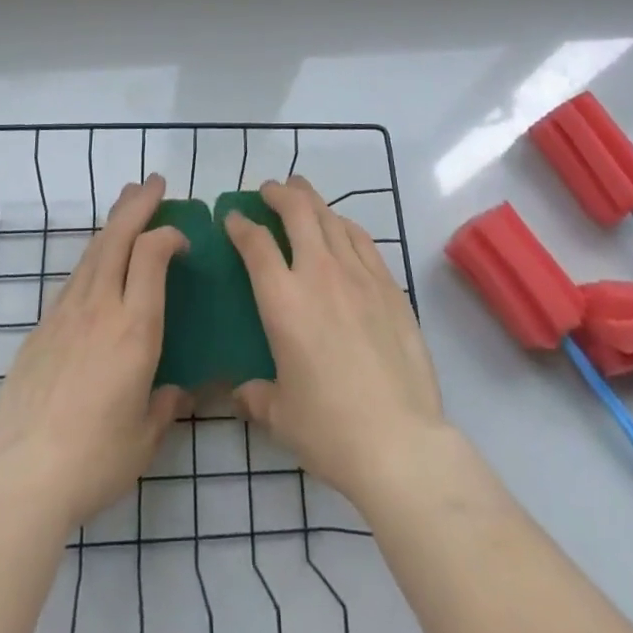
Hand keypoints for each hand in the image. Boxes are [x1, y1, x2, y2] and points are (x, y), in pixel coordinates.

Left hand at [0, 174, 188, 529]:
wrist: (22, 478)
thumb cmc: (95, 459)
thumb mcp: (145, 438)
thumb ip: (166, 405)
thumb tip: (178, 391)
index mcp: (134, 327)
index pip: (151, 255)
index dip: (168, 234)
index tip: (182, 238)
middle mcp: (99, 307)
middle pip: (118, 238)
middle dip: (138, 204)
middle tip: (154, 183)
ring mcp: (65, 314)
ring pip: (92, 252)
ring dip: (112, 222)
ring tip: (126, 202)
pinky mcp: (40, 329)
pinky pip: (73, 280)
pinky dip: (91, 259)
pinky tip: (95, 264)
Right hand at [225, 177, 446, 506]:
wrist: (400, 442)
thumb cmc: (330, 430)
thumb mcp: (280, 416)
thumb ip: (256, 395)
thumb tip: (241, 393)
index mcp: (283, 301)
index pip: (256, 244)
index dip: (240, 225)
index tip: (233, 219)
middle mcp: (319, 275)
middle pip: (297, 212)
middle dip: (279, 193)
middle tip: (269, 190)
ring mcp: (359, 276)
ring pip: (332, 218)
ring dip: (312, 200)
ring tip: (302, 194)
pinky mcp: (390, 286)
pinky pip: (362, 240)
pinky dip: (345, 225)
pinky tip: (341, 227)